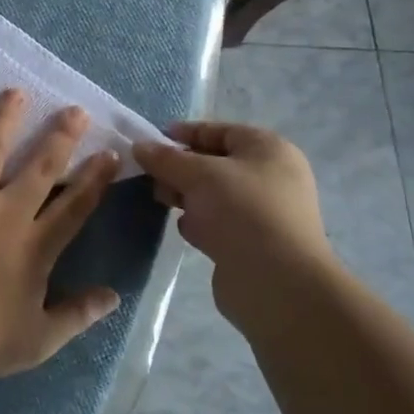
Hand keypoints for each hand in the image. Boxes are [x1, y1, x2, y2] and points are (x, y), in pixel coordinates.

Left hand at [0, 89, 121, 383]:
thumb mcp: (37, 340)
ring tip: (14, 92)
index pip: (76, 206)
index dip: (96, 179)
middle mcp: (6, 212)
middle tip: (74, 110)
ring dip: (4, 118)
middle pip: (40, 166)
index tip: (110, 153)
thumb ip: (77, 315)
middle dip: (60, 136)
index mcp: (36, 246)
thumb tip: (114, 296)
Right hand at [133, 122, 335, 298]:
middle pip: (213, 163)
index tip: (149, 141)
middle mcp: (269, 176)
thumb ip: (165, 158)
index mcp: (268, 149)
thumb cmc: (241, 211)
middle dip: (179, 168)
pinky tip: (186, 230)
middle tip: (150, 176)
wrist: (275, 282)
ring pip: (212, 194)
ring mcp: (261, 211)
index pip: (219, 131)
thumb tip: (139, 146)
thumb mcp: (198, 174)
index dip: (184, 133)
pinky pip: (216, 221)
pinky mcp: (251, 241)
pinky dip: (198, 222)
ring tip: (161, 201)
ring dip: (185, 196)